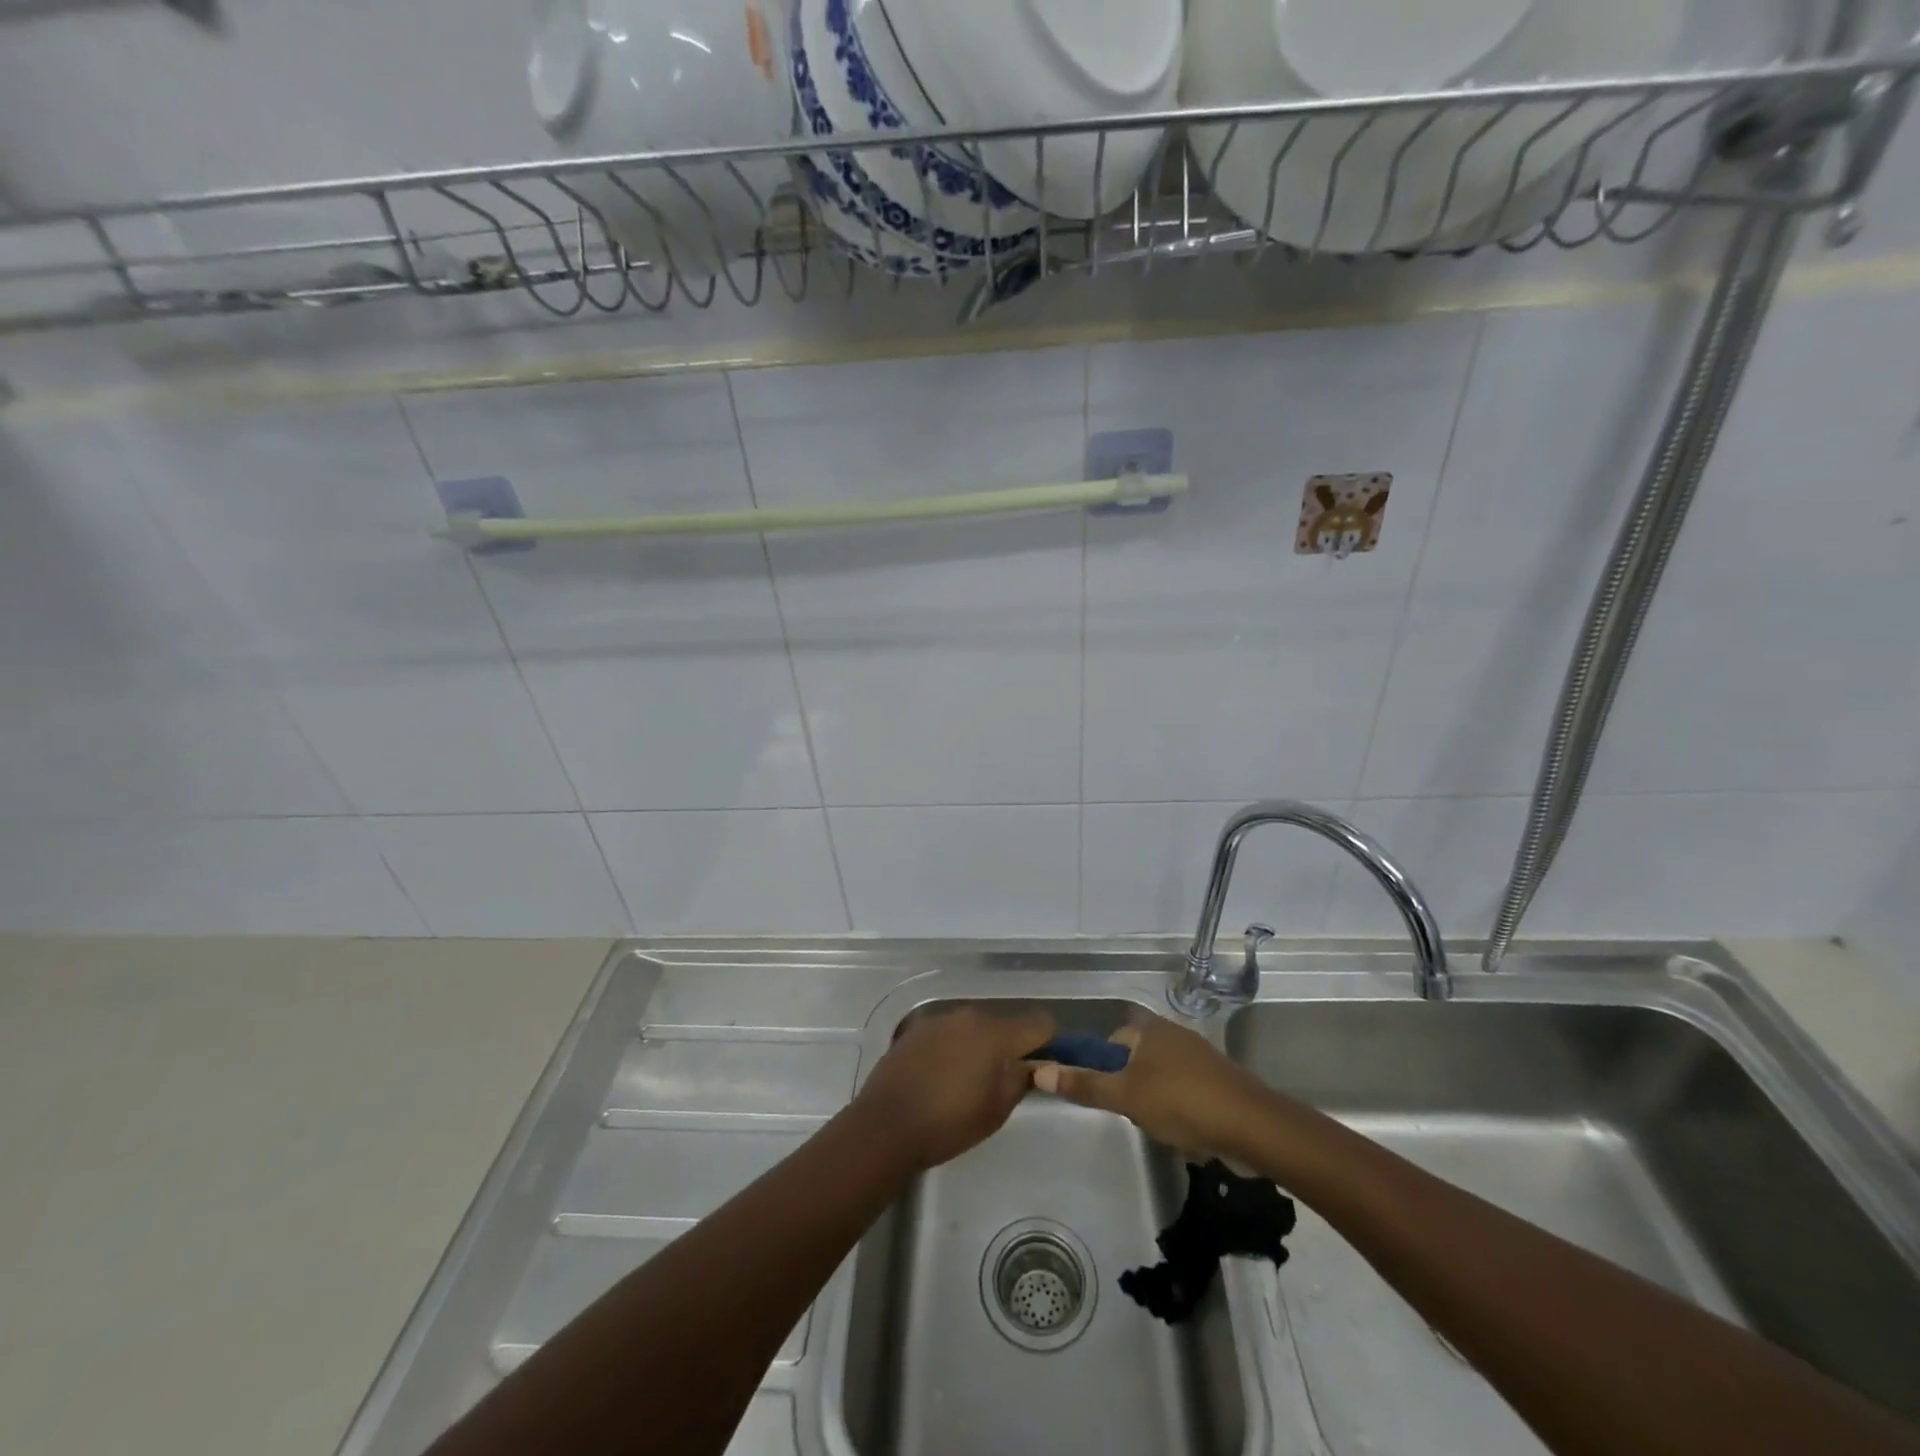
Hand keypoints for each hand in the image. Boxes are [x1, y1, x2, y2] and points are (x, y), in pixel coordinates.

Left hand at [852, 1006, 1055, 1171]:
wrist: (885, 1126)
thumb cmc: (948, 1123)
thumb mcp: (997, 1111)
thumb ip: (1020, 1079)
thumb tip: (1032, 1065)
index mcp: (995, 1033)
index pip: (1040, 1022)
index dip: (1049, 1042)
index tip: (1044, 1064)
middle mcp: (969, 1015)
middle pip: (1004, 1022)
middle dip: (1010, 1046)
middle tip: (1004, 1079)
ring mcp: (939, 1018)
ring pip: (974, 1026)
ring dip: (979, 1045)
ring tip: (968, 1079)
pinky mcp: (916, 1028)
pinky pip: (948, 1032)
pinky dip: (952, 1047)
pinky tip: (940, 1075)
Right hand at [1029, 1010, 1273, 1158]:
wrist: (1252, 1127)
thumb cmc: (1181, 1102)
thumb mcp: (1125, 1096)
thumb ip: (1084, 1084)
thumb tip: (1038, 1069)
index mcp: (1150, 1029)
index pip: (1112, 1039)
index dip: (1101, 1065)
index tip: (1102, 1094)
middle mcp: (1174, 1034)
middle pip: (1136, 1059)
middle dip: (1130, 1088)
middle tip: (1130, 1114)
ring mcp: (1199, 1058)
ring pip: (1160, 1079)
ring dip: (1155, 1102)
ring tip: (1158, 1127)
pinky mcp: (1218, 1083)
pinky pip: (1186, 1093)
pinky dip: (1180, 1111)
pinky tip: (1184, 1133)